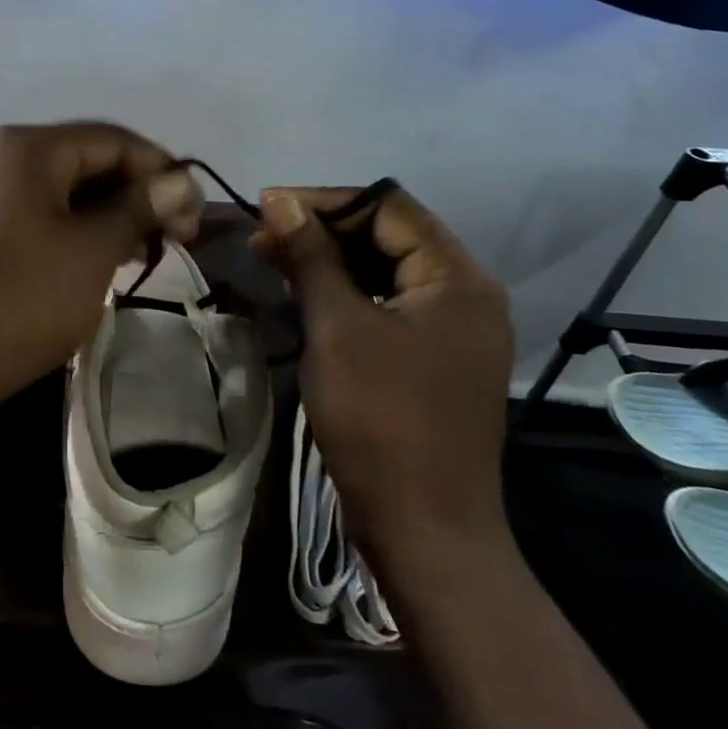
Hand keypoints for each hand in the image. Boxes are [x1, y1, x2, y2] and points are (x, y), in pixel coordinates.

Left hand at [0, 123, 198, 421]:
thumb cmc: (18, 303)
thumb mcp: (91, 252)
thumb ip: (139, 207)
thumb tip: (180, 182)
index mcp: (19, 146)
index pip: (109, 139)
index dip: (159, 169)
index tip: (191, 212)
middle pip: (76, 160)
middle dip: (128, 195)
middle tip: (166, 239)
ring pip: (47, 188)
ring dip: (95, 214)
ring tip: (130, 254)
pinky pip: (17, 210)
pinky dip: (56, 226)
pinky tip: (79, 259)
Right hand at [256, 185, 514, 580]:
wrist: (423, 528)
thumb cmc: (380, 419)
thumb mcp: (338, 327)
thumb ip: (312, 256)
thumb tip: (281, 200)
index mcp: (457, 278)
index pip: (389, 207)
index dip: (325, 200)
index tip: (268, 205)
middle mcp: (464, 294)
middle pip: (389, 236)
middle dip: (324, 230)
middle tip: (263, 236)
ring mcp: (452, 331)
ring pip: (384, 273)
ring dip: (329, 262)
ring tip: (271, 259)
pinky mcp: (433, 359)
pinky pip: (387, 307)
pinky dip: (345, 296)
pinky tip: (303, 296)